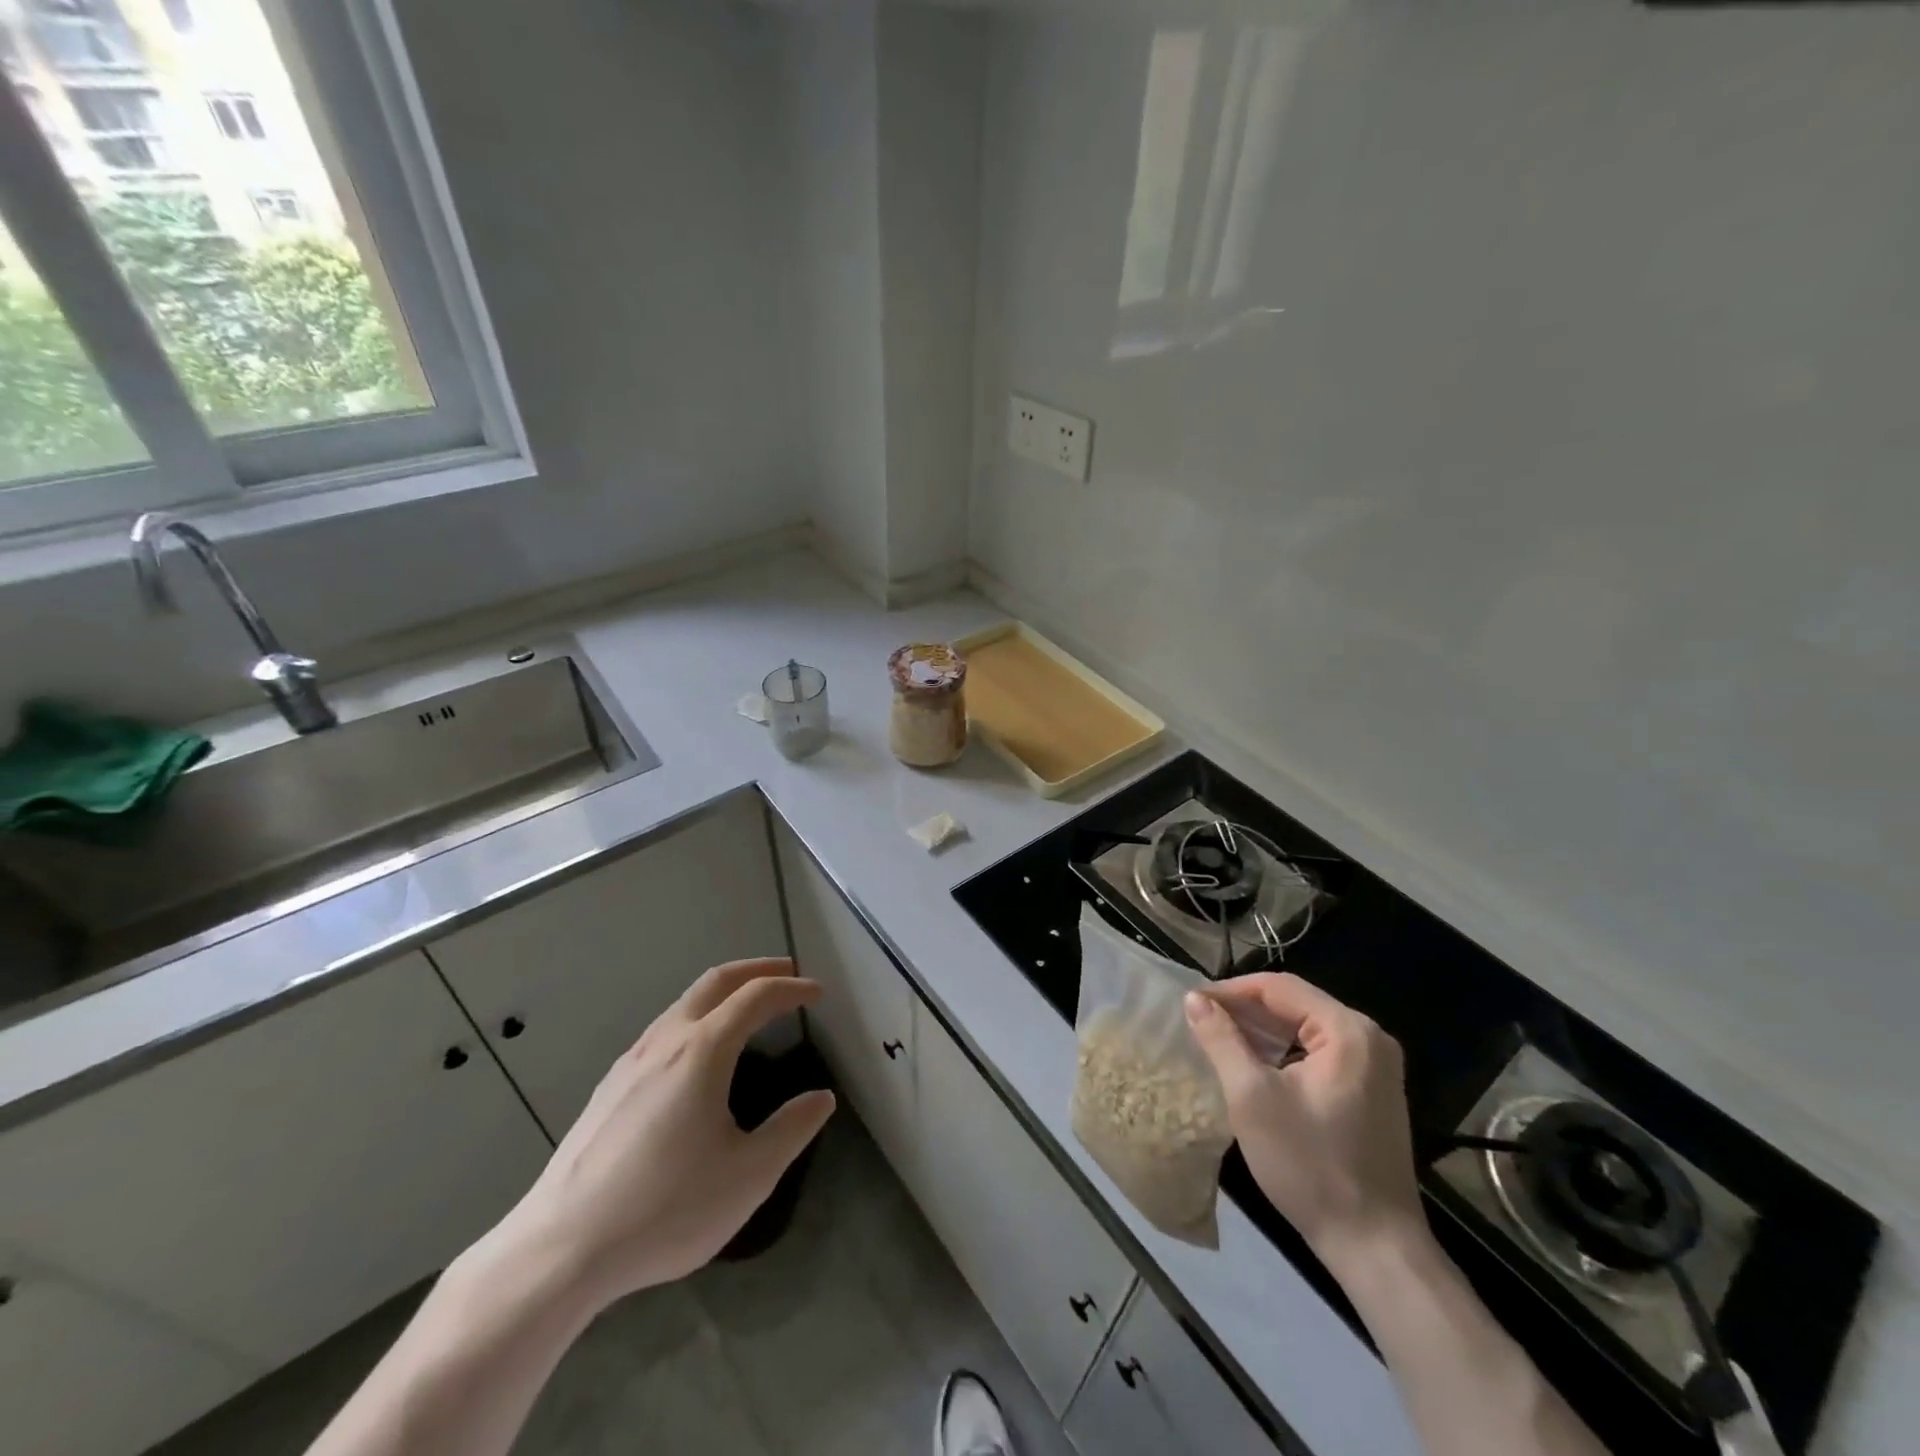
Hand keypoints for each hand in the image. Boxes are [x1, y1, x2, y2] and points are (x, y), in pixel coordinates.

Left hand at [486, 957, 834, 1310]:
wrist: (560, 1251)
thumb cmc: (665, 1209)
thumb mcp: (748, 1176)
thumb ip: (791, 1130)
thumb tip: (821, 1098)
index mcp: (702, 1051)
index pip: (756, 997)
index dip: (791, 989)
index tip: (818, 994)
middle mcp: (665, 1041)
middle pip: (715, 981)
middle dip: (756, 969)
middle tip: (788, 975)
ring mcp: (630, 1062)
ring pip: (684, 1003)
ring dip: (723, 992)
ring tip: (748, 1009)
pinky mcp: (608, 1088)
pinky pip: (662, 1030)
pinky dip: (696, 1017)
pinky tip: (697, 1057)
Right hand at [1184, 976, 1422, 1263]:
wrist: (1375, 1247)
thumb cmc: (1310, 1166)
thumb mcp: (1252, 1097)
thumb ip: (1221, 1039)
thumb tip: (1194, 999)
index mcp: (1348, 1030)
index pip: (1279, 987)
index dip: (1231, 990)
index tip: (1192, 1002)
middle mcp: (1369, 1037)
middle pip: (1296, 1003)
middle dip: (1245, 1009)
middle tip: (1201, 1020)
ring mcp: (1376, 1065)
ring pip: (1306, 1027)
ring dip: (1263, 1030)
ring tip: (1219, 1039)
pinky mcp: (1373, 1090)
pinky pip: (1320, 1051)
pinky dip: (1284, 1051)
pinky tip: (1255, 1065)